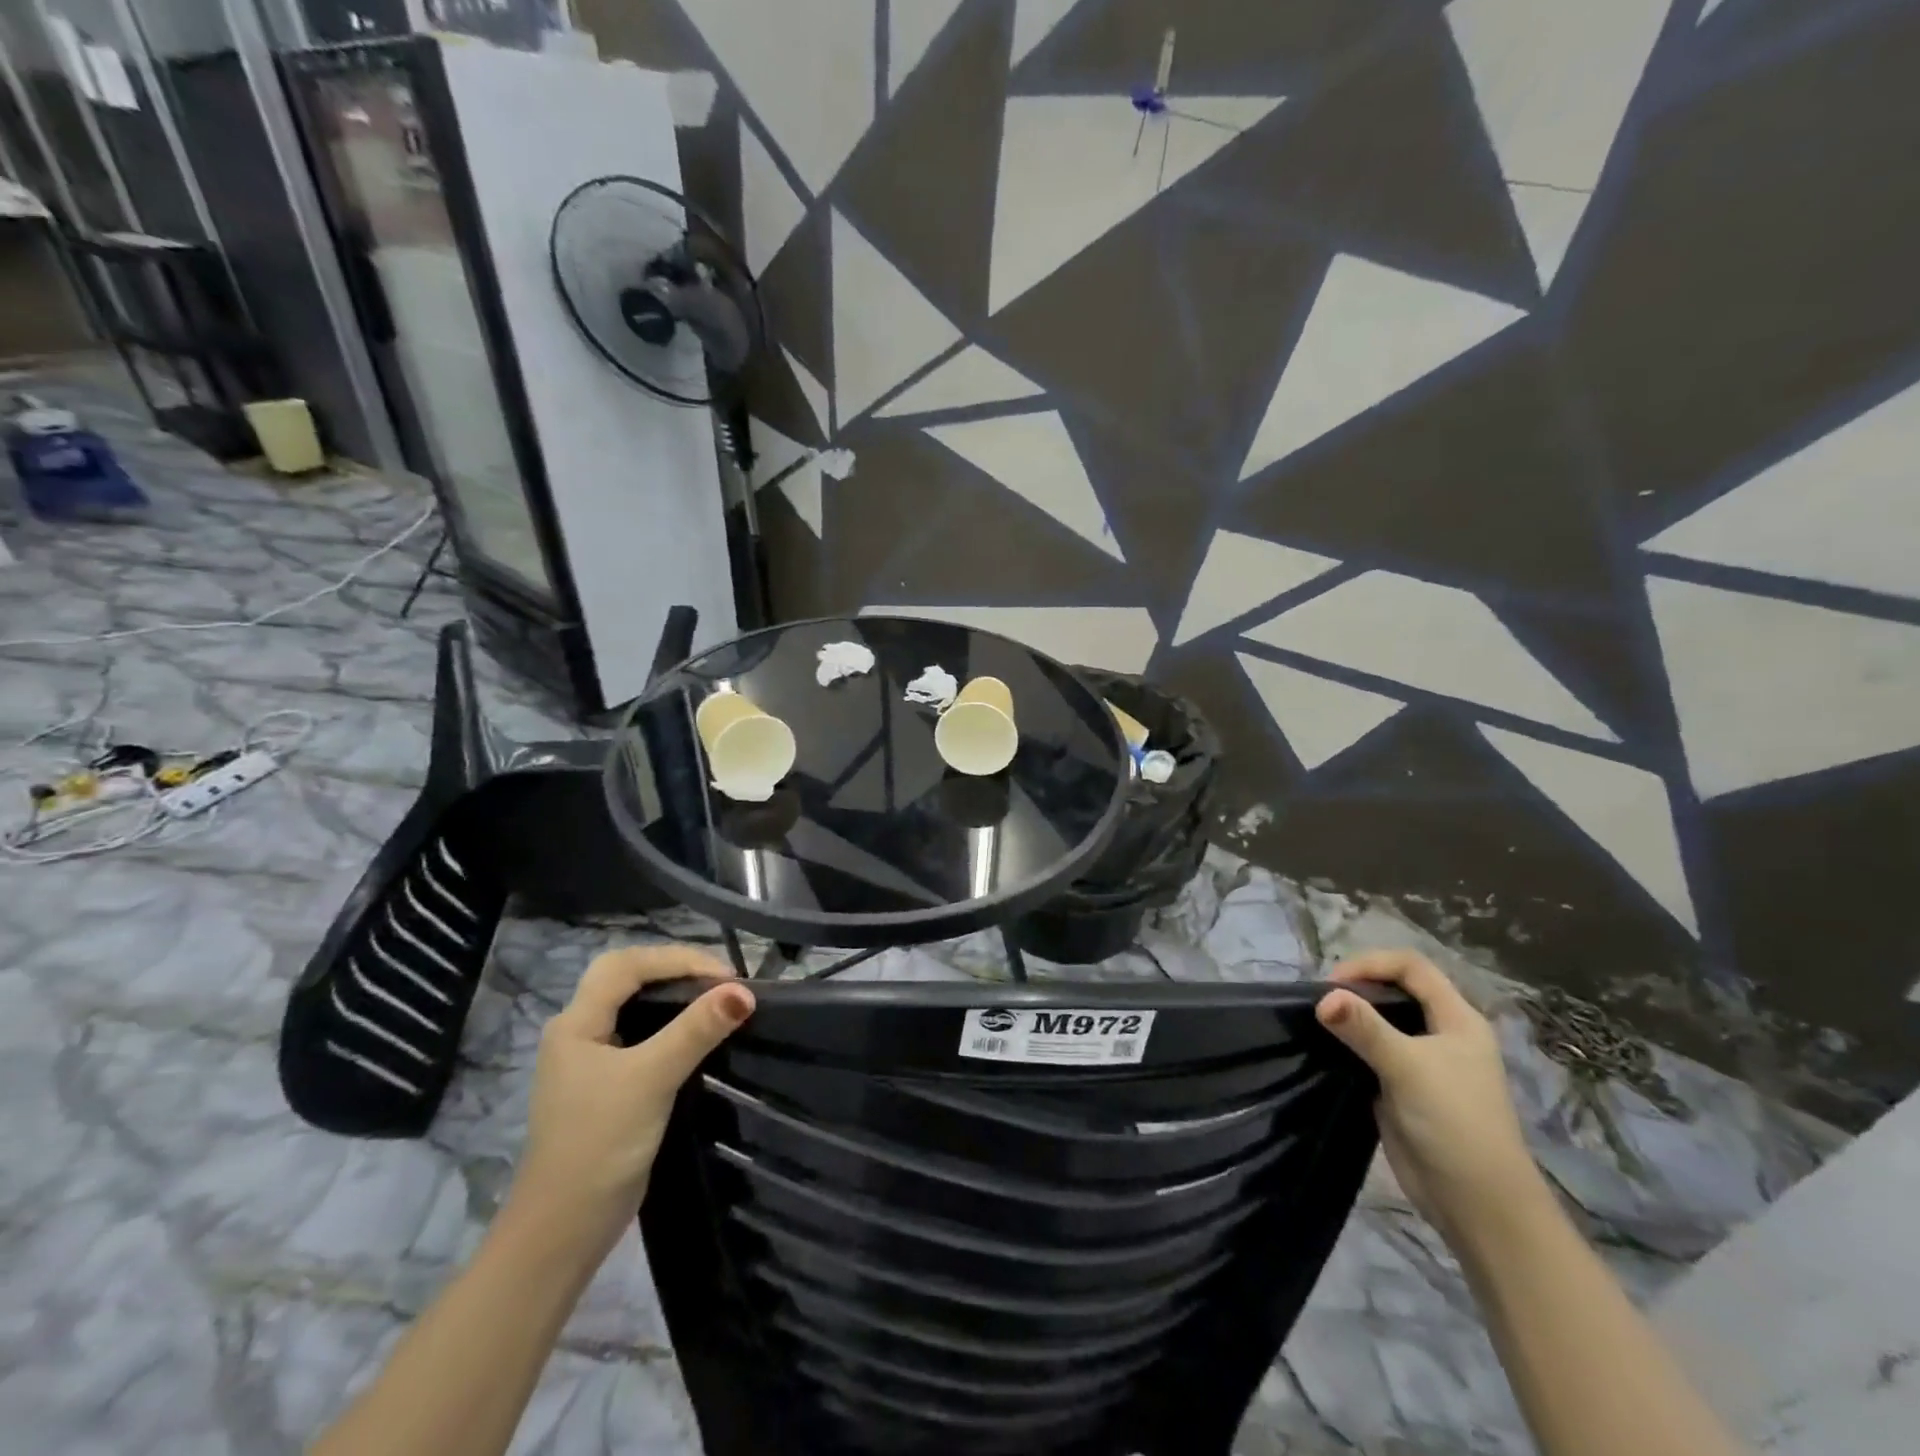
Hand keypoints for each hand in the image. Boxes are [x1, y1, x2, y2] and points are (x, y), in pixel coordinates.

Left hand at [503, 944, 753, 1256]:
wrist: (564, 1230)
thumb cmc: (600, 1144)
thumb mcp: (651, 1079)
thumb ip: (696, 1031)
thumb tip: (744, 991)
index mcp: (576, 1022)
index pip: (628, 964)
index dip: (678, 959)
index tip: (725, 977)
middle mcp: (578, 1032)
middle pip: (628, 978)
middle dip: (676, 970)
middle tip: (722, 983)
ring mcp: (590, 1061)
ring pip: (635, 1006)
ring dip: (675, 997)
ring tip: (718, 1001)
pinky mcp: (606, 1086)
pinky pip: (641, 1036)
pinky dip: (672, 1026)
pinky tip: (698, 1037)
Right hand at [1316, 950, 1542, 1243]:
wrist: (1478, 1205)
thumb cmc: (1455, 1124)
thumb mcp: (1409, 1068)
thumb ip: (1365, 1028)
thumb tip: (1323, 997)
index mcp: (1458, 1019)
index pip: (1412, 967)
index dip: (1371, 964)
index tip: (1333, 983)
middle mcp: (1442, 1033)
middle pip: (1396, 989)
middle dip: (1358, 987)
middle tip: (1322, 1001)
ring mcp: (1423, 1062)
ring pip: (1383, 1020)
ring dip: (1352, 1015)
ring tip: (1319, 1020)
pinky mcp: (1404, 1086)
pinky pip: (1373, 1051)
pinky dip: (1350, 1043)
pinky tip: (1327, 1047)